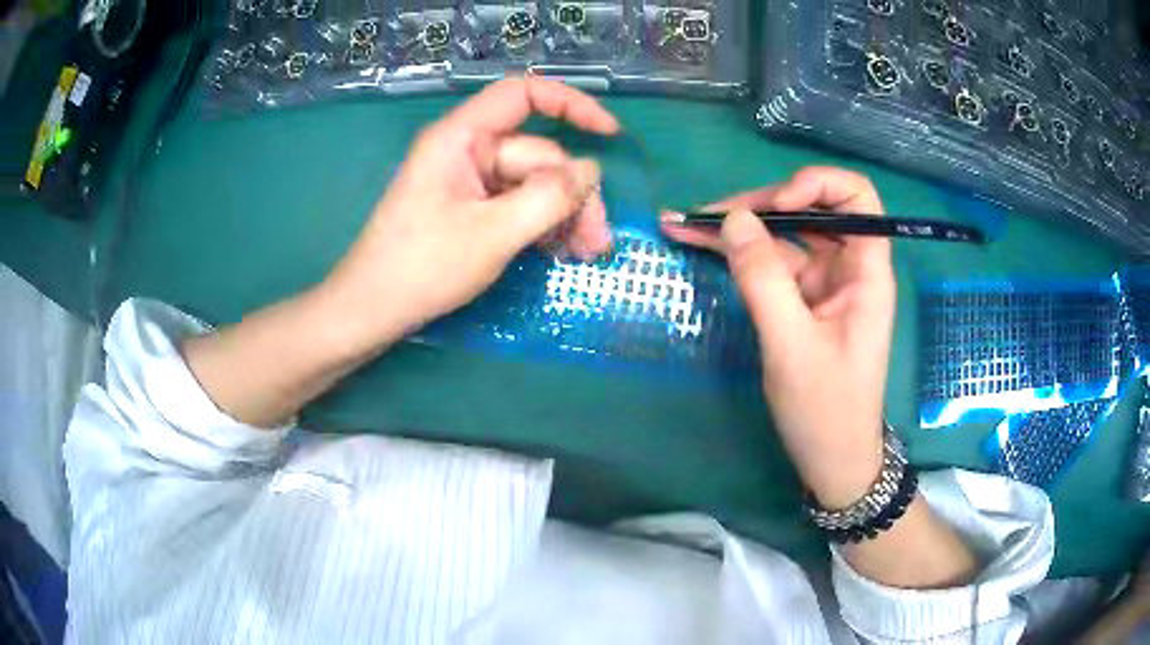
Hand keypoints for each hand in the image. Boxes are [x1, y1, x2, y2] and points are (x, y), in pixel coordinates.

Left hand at [323, 78, 619, 344]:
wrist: (372, 311)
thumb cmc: (421, 268)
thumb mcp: (492, 234)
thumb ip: (547, 198)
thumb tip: (590, 171)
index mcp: (461, 138)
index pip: (522, 95)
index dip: (571, 105)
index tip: (609, 134)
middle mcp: (467, 151)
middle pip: (537, 154)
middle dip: (573, 194)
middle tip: (597, 242)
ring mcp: (469, 181)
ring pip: (533, 184)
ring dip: (563, 214)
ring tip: (585, 253)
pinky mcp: (471, 208)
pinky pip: (518, 204)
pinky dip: (542, 224)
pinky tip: (560, 251)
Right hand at [661, 167, 896, 507]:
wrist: (832, 461)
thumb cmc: (826, 410)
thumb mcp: (791, 346)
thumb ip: (763, 279)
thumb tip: (733, 219)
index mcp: (866, 271)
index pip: (856, 197)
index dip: (816, 186)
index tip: (774, 207)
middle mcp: (848, 267)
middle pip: (810, 210)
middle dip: (759, 206)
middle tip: (704, 217)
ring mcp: (824, 284)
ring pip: (784, 237)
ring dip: (737, 229)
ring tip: (684, 224)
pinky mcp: (802, 301)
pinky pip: (771, 265)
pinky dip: (737, 256)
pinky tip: (700, 246)